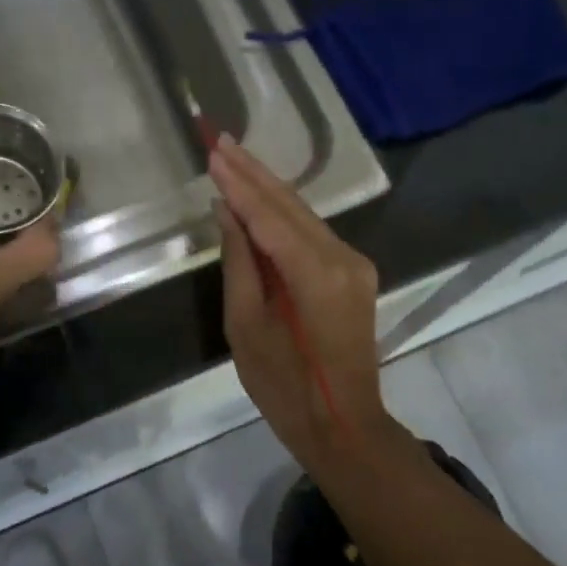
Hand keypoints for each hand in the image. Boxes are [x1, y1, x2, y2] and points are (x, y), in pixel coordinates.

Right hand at [208, 135, 413, 469]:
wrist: (343, 425)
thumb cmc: (284, 387)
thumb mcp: (245, 326)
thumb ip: (239, 262)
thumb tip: (227, 212)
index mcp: (316, 273)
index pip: (269, 215)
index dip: (238, 183)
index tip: (212, 152)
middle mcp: (344, 257)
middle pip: (291, 204)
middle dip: (253, 172)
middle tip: (219, 139)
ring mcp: (355, 264)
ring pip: (304, 214)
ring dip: (267, 187)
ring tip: (233, 158)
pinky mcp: (354, 273)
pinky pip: (312, 233)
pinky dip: (283, 214)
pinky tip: (258, 197)